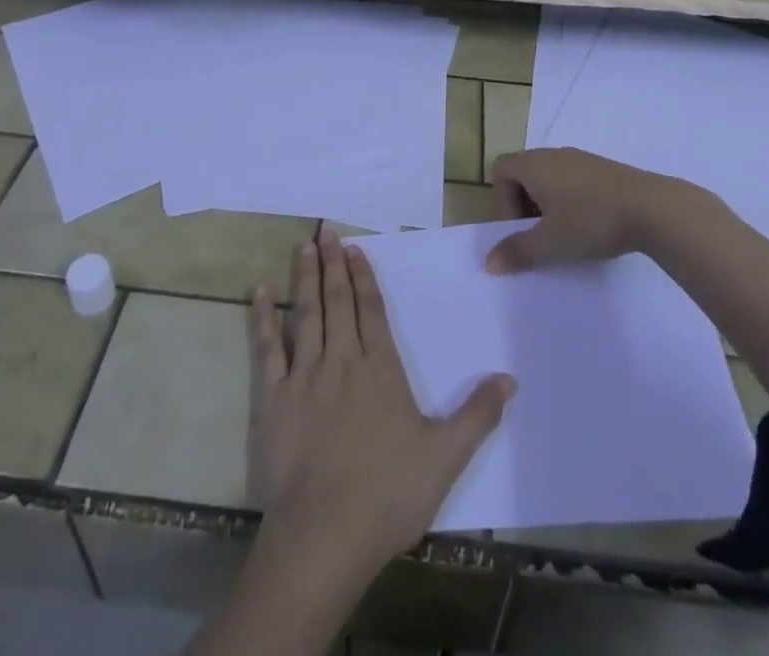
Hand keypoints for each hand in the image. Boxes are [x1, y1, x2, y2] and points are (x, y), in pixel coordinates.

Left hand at [247, 229, 515, 573]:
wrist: (325, 535)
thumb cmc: (388, 495)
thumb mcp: (446, 458)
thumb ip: (477, 415)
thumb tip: (509, 379)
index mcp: (380, 371)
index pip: (371, 311)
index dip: (364, 277)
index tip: (355, 249)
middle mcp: (342, 361)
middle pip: (338, 302)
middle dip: (333, 265)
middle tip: (325, 232)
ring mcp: (305, 376)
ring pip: (306, 314)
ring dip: (305, 278)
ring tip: (303, 246)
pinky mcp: (274, 398)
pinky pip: (267, 349)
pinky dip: (263, 319)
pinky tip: (258, 293)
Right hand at [487, 147, 693, 273]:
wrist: (653, 208)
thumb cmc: (591, 221)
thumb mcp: (550, 244)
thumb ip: (517, 252)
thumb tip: (489, 263)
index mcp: (534, 164)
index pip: (501, 169)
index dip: (502, 199)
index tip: (521, 227)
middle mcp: (554, 154)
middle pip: (524, 172)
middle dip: (524, 204)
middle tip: (540, 234)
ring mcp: (581, 158)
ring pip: (550, 176)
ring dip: (549, 202)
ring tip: (566, 232)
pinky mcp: (604, 168)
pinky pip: (573, 178)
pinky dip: (571, 199)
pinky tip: (591, 223)